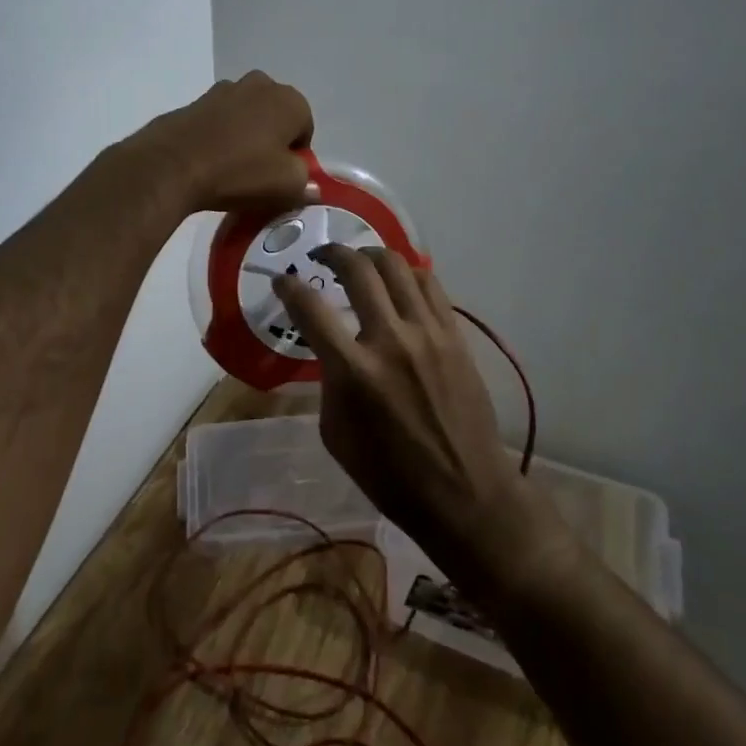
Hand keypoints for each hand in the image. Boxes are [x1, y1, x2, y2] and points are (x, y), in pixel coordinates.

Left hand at [126, 71, 314, 213]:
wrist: (172, 164)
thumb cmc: (240, 172)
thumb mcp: (287, 186)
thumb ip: (306, 181)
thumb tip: (309, 183)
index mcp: (289, 100)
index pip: (305, 130)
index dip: (297, 157)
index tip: (281, 178)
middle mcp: (260, 84)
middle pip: (275, 117)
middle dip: (271, 140)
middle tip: (259, 172)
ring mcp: (224, 89)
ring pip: (246, 116)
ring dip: (245, 135)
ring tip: (231, 167)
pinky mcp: (196, 100)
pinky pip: (219, 120)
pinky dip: (219, 135)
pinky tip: (209, 160)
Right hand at [273, 247, 563, 587]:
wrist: (464, 492)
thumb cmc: (390, 475)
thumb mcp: (336, 434)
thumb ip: (328, 381)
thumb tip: (330, 348)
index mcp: (354, 372)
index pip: (310, 309)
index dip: (288, 287)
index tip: (282, 280)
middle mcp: (390, 340)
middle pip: (357, 269)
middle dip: (332, 253)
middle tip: (321, 256)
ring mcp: (427, 333)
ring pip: (397, 267)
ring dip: (370, 255)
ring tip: (360, 261)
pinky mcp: (454, 335)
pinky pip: (430, 284)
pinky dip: (407, 273)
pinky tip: (397, 281)